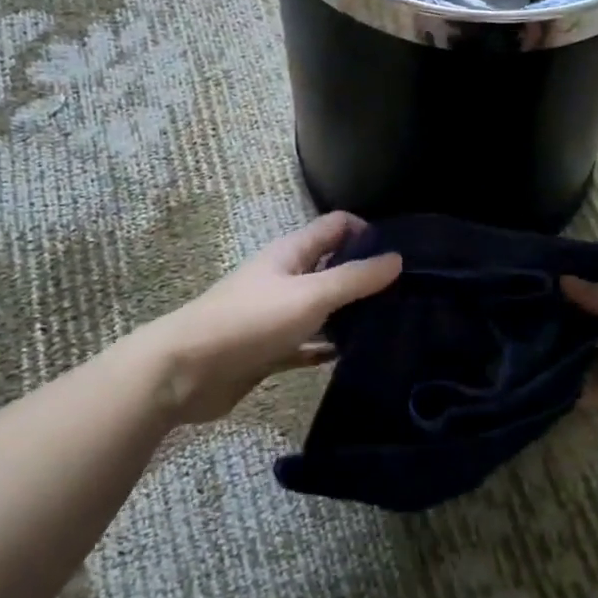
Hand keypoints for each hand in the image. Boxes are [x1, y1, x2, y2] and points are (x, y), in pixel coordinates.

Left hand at [147, 212, 401, 424]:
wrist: (186, 371)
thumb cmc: (250, 321)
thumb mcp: (309, 295)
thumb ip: (354, 278)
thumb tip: (397, 258)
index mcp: (291, 252)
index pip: (336, 226)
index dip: (368, 232)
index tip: (404, 254)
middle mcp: (286, 277)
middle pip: (332, 266)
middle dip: (366, 275)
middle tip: (411, 295)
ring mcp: (278, 314)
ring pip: (323, 307)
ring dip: (351, 314)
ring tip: (395, 326)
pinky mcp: (271, 349)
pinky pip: (309, 344)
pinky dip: (330, 347)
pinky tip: (358, 357)